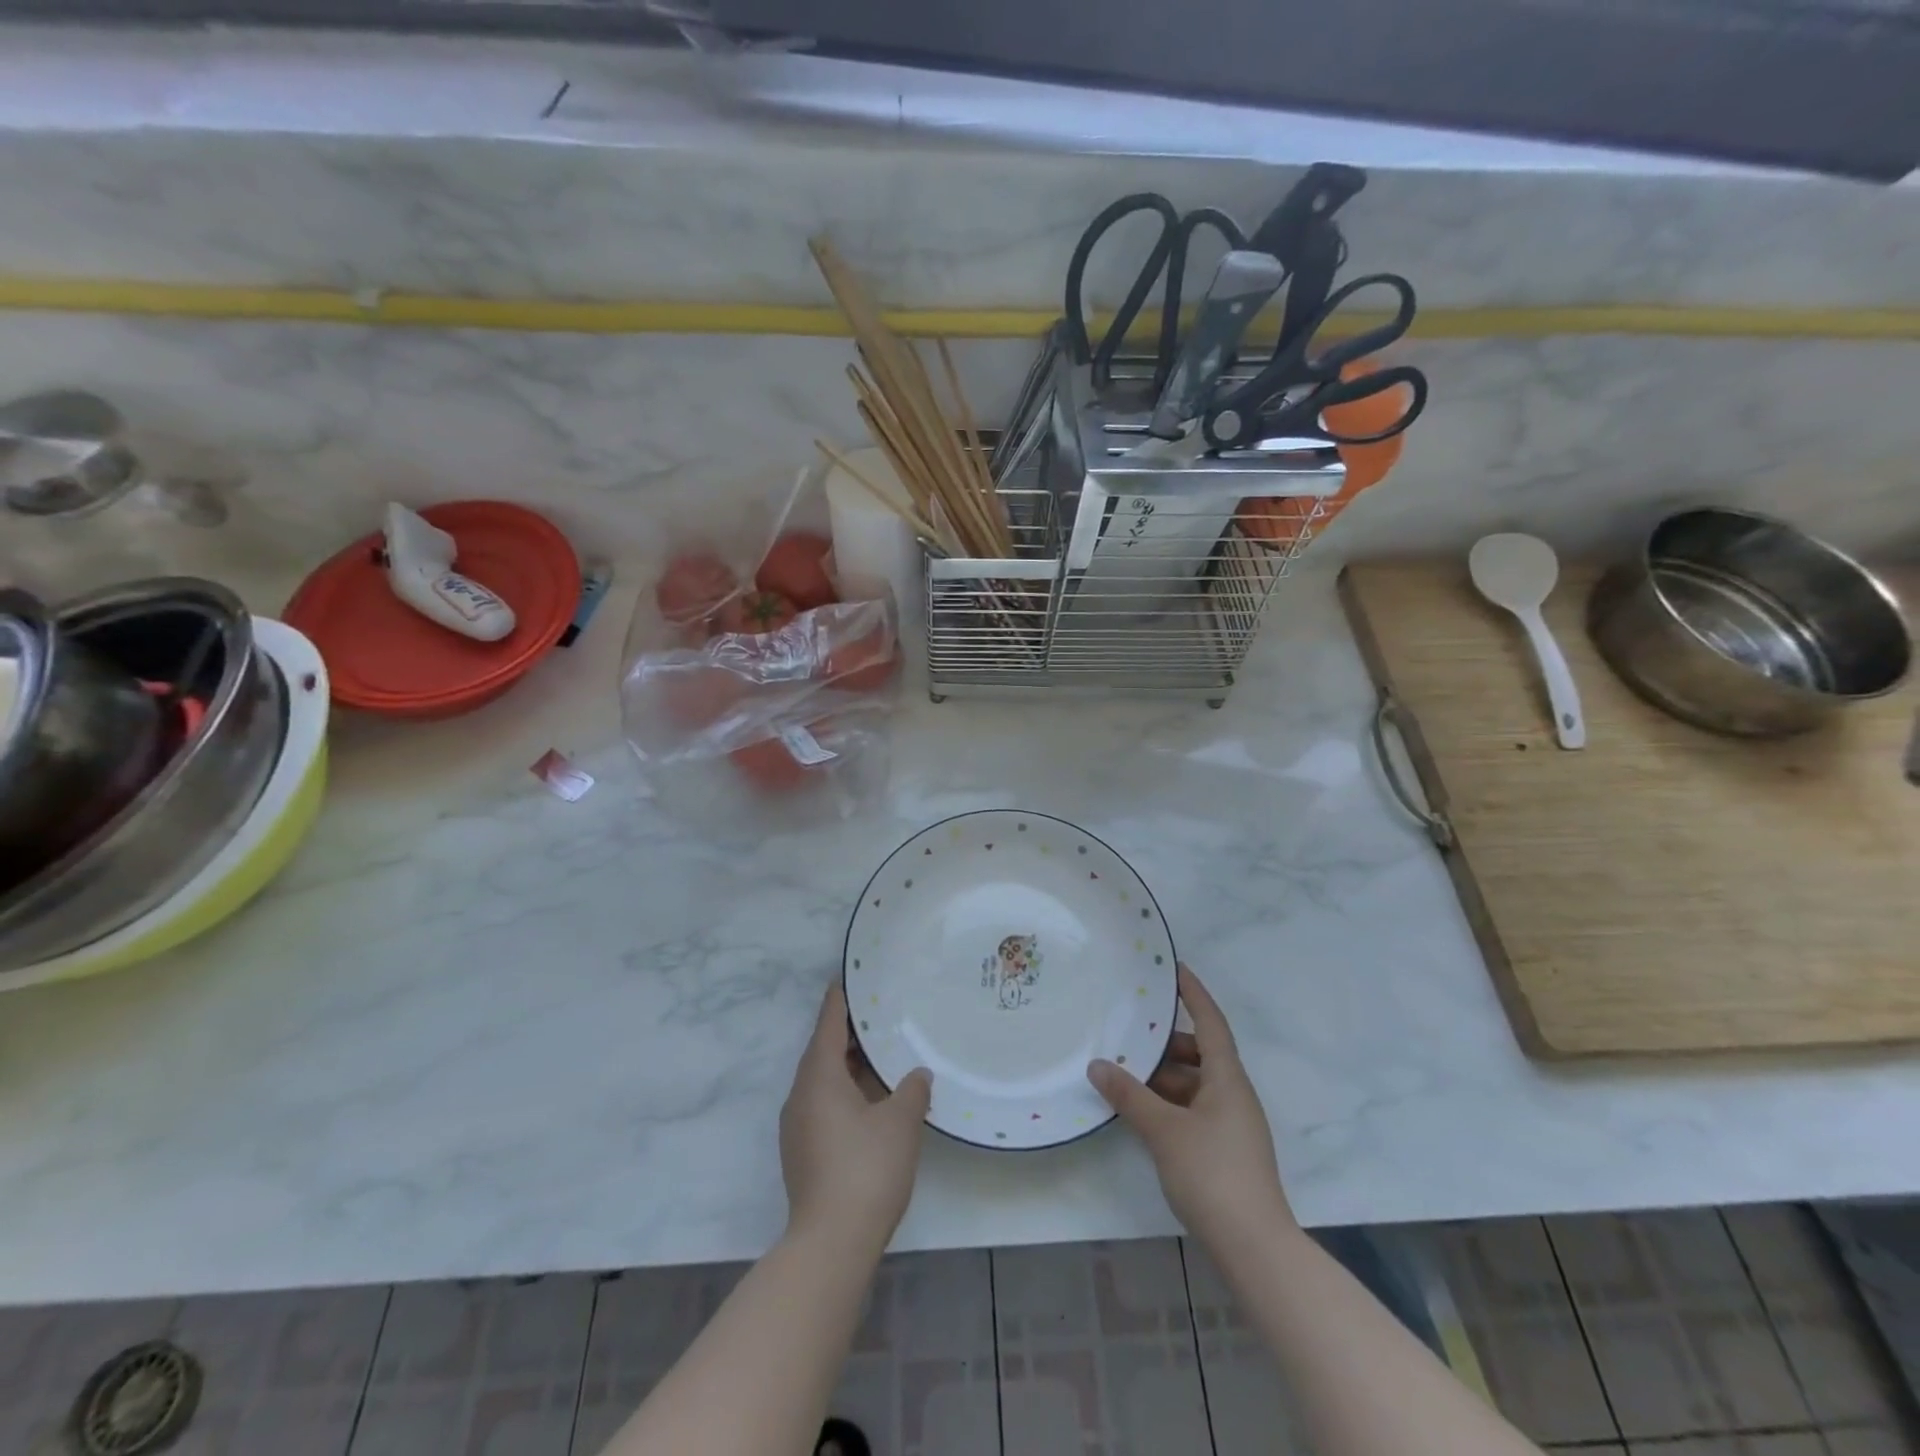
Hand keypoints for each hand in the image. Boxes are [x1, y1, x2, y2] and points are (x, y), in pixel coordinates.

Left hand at [779, 983, 931, 1257]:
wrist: (831, 1243)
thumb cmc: (866, 1168)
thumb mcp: (900, 1122)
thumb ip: (911, 1090)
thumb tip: (916, 1074)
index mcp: (819, 1077)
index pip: (828, 1025)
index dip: (840, 1001)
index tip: (848, 978)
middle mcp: (801, 1095)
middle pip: (823, 1052)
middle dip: (850, 1035)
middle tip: (881, 1017)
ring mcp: (798, 1126)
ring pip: (824, 1082)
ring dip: (850, 1068)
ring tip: (883, 1057)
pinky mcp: (803, 1152)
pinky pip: (824, 1105)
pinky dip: (846, 1093)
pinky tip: (873, 1102)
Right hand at [1088, 965, 1296, 1249]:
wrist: (1255, 1248)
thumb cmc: (1212, 1174)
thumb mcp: (1164, 1130)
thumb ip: (1129, 1095)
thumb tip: (1097, 1064)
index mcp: (1228, 1079)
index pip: (1211, 1022)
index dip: (1194, 994)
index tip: (1175, 969)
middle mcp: (1235, 1095)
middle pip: (1202, 1053)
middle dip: (1168, 1044)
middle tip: (1131, 1038)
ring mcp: (1233, 1125)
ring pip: (1197, 1084)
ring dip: (1166, 1077)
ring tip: (1128, 1078)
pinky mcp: (1227, 1150)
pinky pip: (1196, 1109)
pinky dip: (1171, 1103)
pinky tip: (1144, 1114)